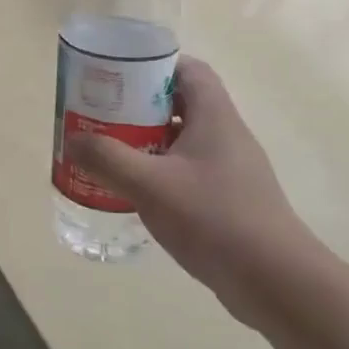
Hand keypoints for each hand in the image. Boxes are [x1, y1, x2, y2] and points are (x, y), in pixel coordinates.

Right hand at [66, 55, 329, 329]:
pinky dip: (160, 172)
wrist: (276, 283)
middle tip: (102, 116)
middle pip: (180, 103)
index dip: (154, 65)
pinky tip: (135, 193)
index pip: (189, 70)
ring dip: (146, 141)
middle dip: (139, 106)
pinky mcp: (229, 200)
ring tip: (109, 152)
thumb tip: (72, 140)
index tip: (118, 77)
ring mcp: (230, 169)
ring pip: (182, 140)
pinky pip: (188, 171)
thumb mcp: (150, 185)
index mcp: (214, 117)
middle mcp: (226, 135)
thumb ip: (107, 158)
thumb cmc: (214, 219)